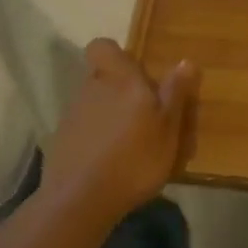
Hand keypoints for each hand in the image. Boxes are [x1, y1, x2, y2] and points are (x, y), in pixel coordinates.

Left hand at [41, 39, 197, 227]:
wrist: (80, 200)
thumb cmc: (135, 159)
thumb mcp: (168, 129)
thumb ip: (175, 93)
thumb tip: (186, 61)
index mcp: (119, 80)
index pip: (103, 46)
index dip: (117, 56)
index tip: (138, 76)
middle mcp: (91, 89)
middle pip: (103, 77)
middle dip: (121, 91)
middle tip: (146, 117)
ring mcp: (72, 115)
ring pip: (94, 104)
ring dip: (110, 116)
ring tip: (132, 146)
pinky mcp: (61, 141)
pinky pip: (84, 129)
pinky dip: (97, 139)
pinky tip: (111, 163)